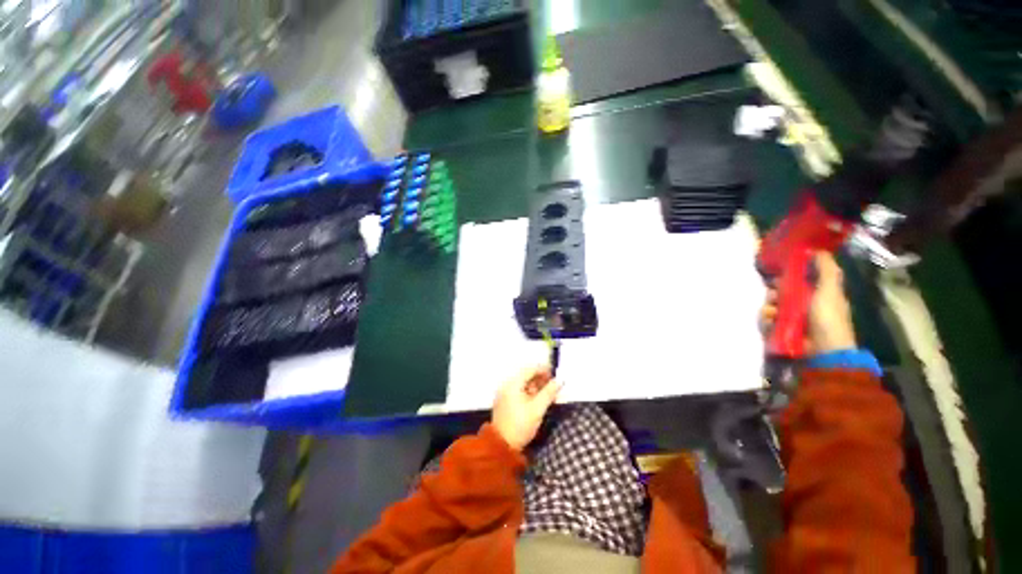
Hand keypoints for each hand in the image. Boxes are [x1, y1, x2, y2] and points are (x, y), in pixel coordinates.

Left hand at [491, 366, 561, 450]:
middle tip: (553, 386)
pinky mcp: (504, 401)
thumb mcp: (537, 409)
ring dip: (536, 386)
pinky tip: (538, 400)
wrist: (501, 446)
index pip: (530, 369)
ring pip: (523, 383)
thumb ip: (549, 392)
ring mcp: (504, 393)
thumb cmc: (521, 425)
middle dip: (540, 379)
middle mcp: (507, 384)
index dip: (544, 369)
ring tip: (548, 394)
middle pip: (526, 375)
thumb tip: (560, 380)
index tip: (555, 375)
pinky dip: (529, 392)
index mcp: (513, 383)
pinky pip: (518, 390)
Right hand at [761, 252, 856, 354]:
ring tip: (772, 311)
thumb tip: (815, 248)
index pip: (800, 276)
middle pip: (782, 289)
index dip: (789, 272)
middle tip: (774, 292)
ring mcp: (791, 316)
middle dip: (775, 290)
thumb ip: (825, 269)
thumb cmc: (828, 317)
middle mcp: (804, 302)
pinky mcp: (780, 328)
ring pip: (772, 304)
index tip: (780, 269)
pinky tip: (771, 320)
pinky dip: (767, 319)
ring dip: (769, 305)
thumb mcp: (830, 289)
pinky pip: (767, 318)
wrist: (822, 350)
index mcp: (818, 291)